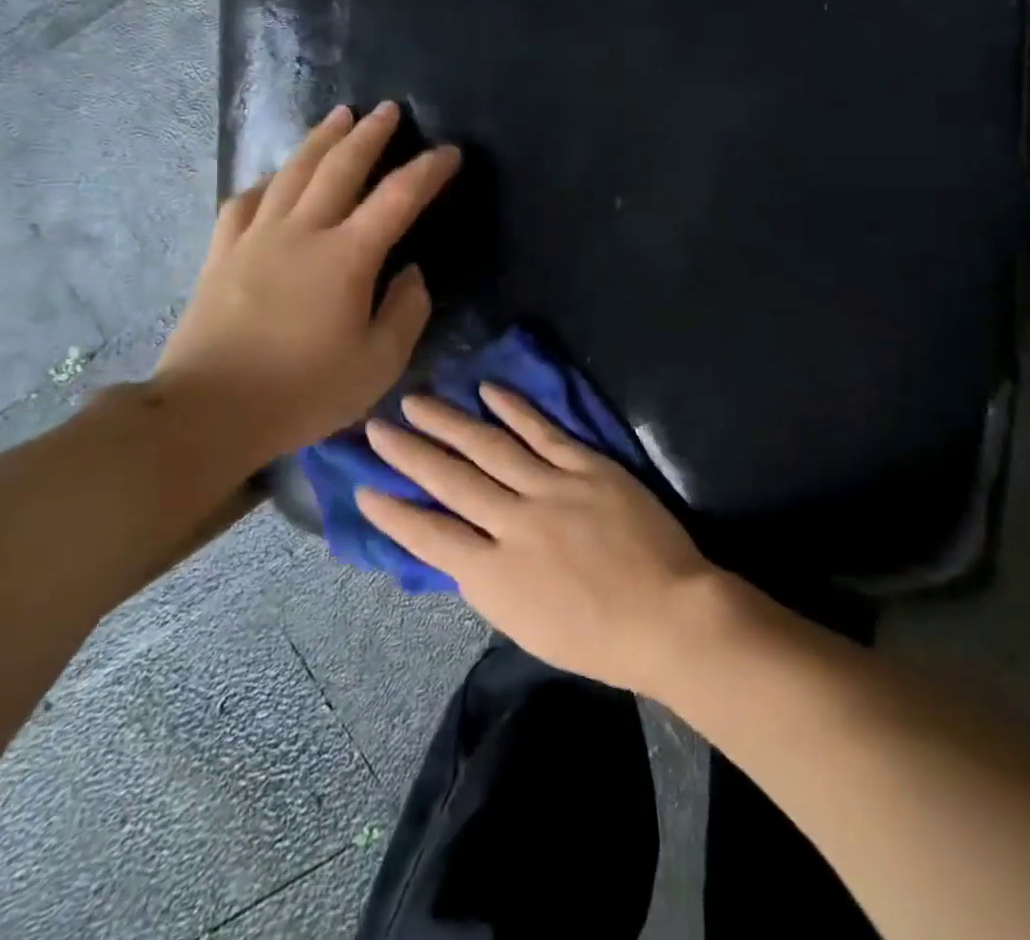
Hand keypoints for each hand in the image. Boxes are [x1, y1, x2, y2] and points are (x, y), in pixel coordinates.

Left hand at [150, 102, 460, 466]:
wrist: (208, 411)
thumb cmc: (303, 391)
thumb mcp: (379, 364)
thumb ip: (406, 312)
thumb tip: (411, 274)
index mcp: (347, 257)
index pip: (398, 198)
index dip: (428, 171)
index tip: (450, 152)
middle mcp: (302, 232)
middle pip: (340, 167)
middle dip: (370, 134)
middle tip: (389, 110)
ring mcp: (256, 238)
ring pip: (293, 172)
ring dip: (321, 140)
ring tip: (339, 117)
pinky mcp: (222, 253)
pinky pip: (246, 201)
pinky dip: (267, 181)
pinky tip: (275, 177)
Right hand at [356, 386, 726, 697]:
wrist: (666, 614)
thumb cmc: (596, 637)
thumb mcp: (524, 625)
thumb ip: (488, 580)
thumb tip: (460, 547)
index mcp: (493, 576)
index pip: (429, 536)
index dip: (393, 511)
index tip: (363, 487)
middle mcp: (513, 524)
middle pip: (450, 480)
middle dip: (408, 453)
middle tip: (375, 428)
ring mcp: (550, 488)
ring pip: (488, 447)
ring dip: (448, 422)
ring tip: (416, 402)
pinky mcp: (585, 466)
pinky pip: (543, 432)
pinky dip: (514, 409)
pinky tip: (488, 391)